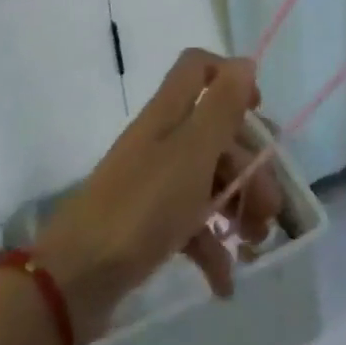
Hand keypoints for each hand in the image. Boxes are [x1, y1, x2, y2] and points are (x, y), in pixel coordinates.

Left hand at [32, 50, 283, 336]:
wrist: (75, 281)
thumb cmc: (142, 207)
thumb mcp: (192, 152)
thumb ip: (222, 106)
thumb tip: (245, 63)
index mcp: (170, 113)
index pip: (200, 67)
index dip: (232, 79)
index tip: (257, 111)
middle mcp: (162, 140)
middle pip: (216, 132)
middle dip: (250, 164)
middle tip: (270, 205)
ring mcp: (154, 183)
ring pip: (209, 179)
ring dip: (239, 206)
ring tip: (256, 243)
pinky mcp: (148, 224)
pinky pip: (191, 224)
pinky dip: (212, 246)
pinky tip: (225, 280)